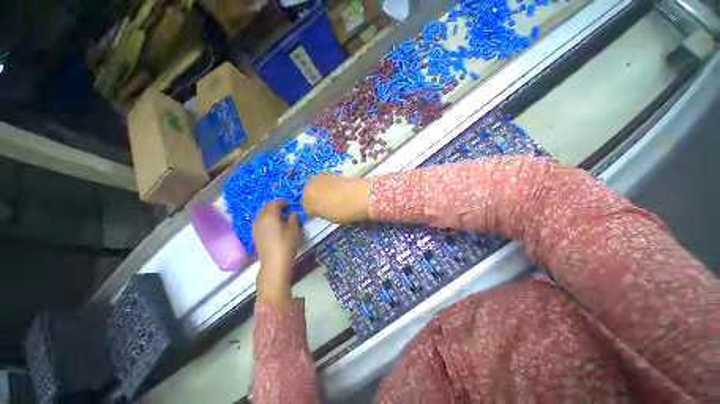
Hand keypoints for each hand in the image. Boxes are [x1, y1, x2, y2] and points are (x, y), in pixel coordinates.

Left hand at [253, 200, 299, 304]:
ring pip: (261, 215)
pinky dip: (265, 220)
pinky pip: (259, 222)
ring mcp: (255, 227)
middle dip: (274, 206)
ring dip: (269, 213)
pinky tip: (273, 225)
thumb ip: (293, 219)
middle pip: (265, 207)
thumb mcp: (294, 230)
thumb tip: (293, 213)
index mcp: (270, 215)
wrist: (274, 263)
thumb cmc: (286, 244)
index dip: (282, 201)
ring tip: (279, 217)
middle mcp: (260, 219)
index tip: (290, 204)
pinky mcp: (254, 235)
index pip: (275, 203)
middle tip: (284, 208)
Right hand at [303, 173, 369, 223]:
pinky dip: (328, 185)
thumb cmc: (343, 211)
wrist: (360, 196)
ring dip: (321, 190)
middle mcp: (310, 184)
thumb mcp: (328, 217)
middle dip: (314, 198)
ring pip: (316, 185)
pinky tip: (337, 190)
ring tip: (332, 196)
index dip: (313, 211)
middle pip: (308, 192)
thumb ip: (319, 212)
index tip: (320, 213)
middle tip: (324, 205)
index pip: (305, 206)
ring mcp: (321, 176)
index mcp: (307, 198)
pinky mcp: (331, 172)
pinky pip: (325, 181)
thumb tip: (319, 209)